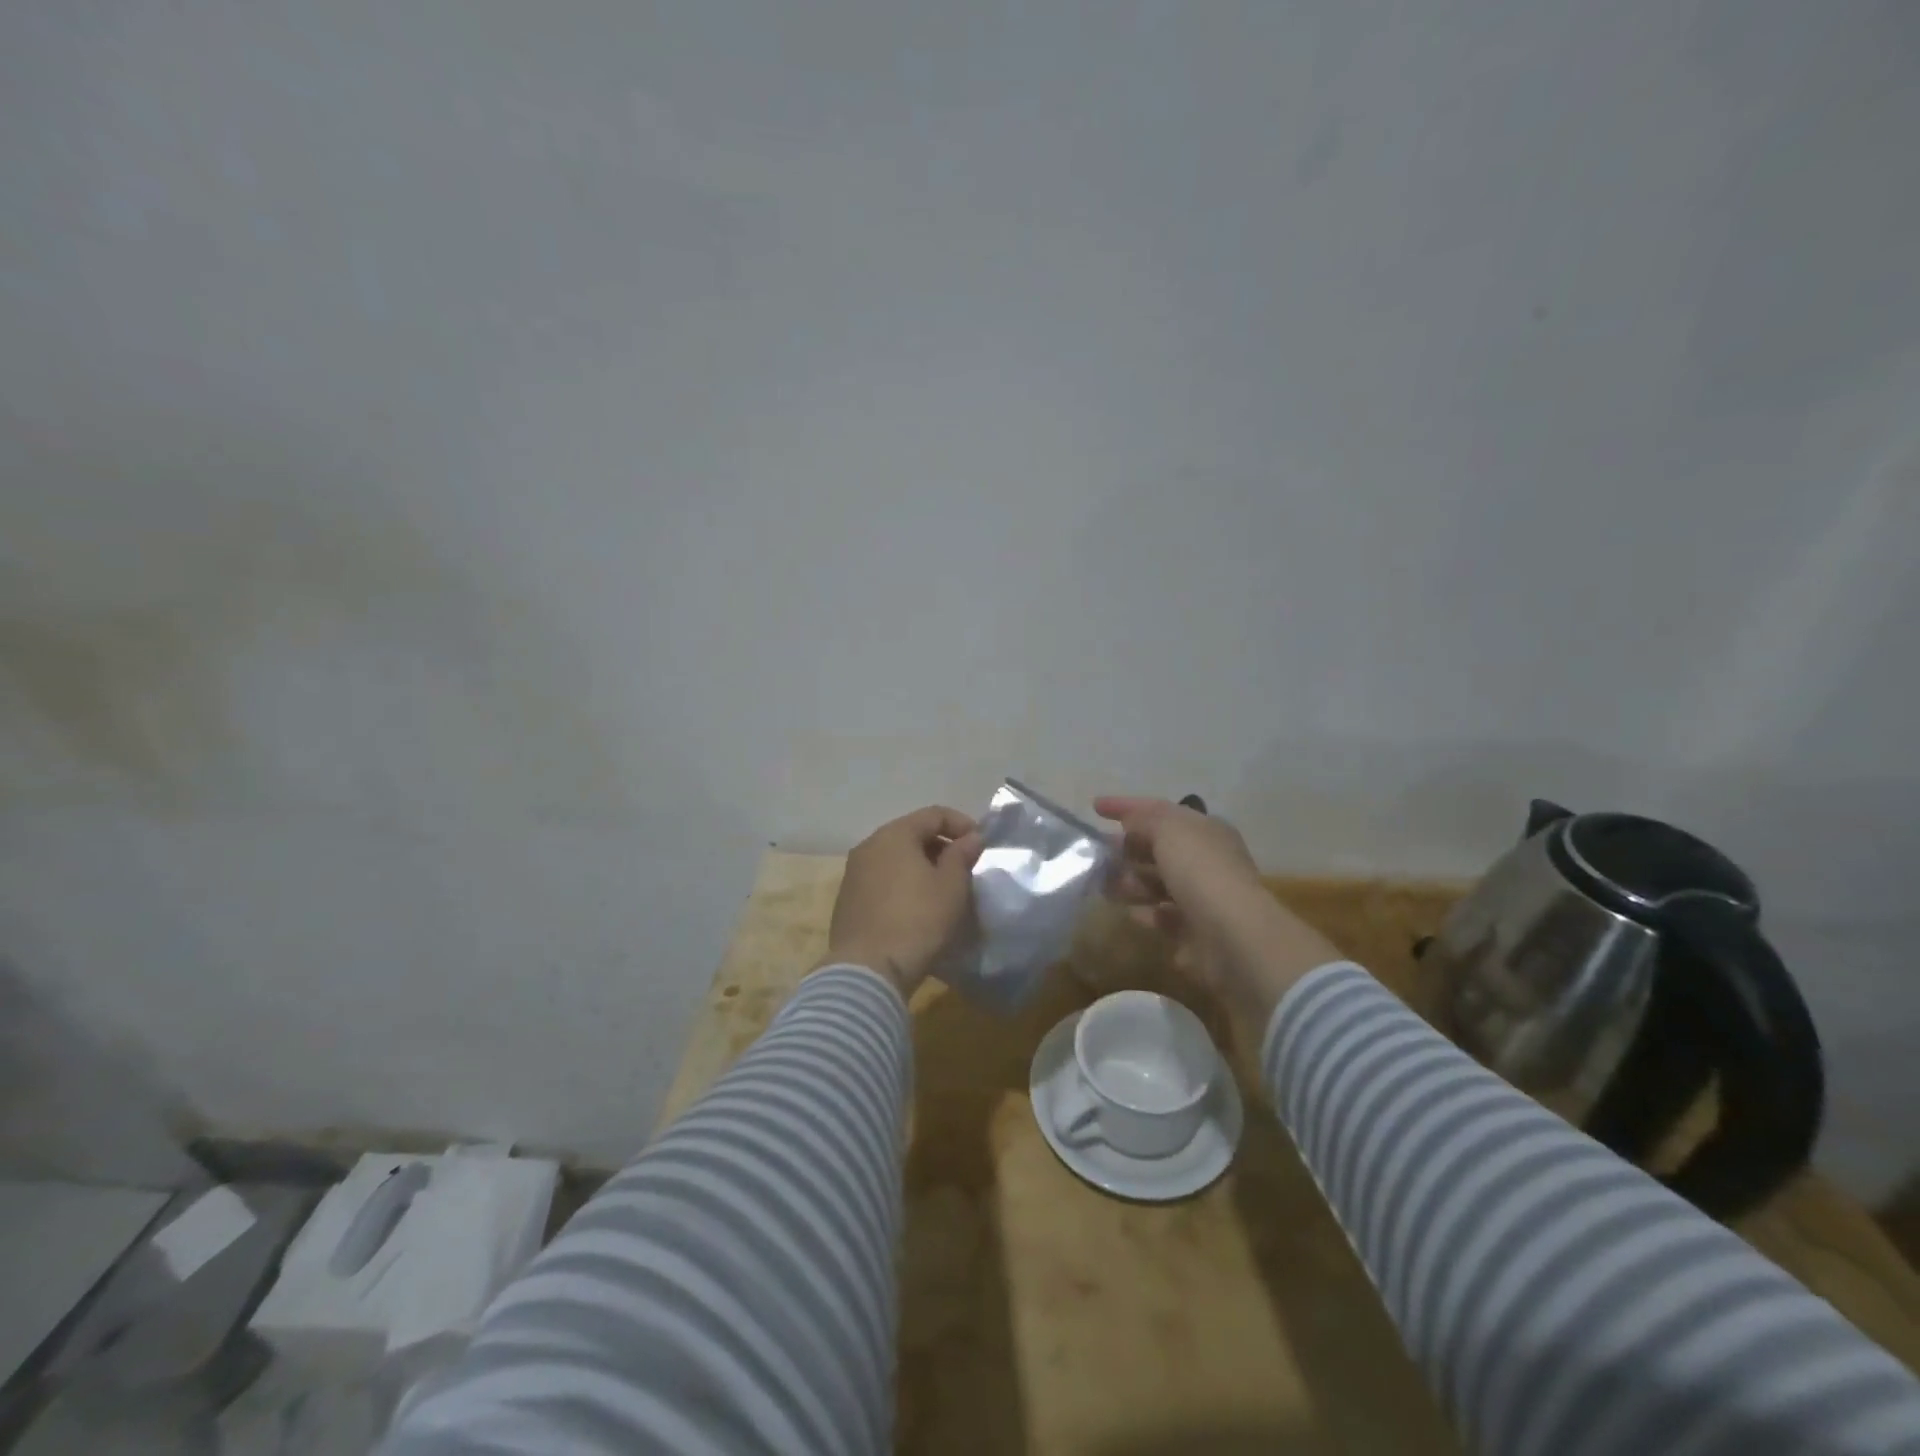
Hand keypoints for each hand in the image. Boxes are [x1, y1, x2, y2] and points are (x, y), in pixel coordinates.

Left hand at [824, 806, 984, 996]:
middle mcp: (869, 846)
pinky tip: (917, 906)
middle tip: (964, 868)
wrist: (868, 970)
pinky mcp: (847, 900)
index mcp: (894, 835)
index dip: (962, 824)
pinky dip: (903, 884)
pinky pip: (882, 880)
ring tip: (943, 889)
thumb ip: (962, 855)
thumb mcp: (951, 886)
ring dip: (921, 866)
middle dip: (941, 846)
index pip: (933, 814)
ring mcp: (853, 873)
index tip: (981, 844)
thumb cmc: (917, 920)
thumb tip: (970, 837)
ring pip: (895, 858)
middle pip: (911, 834)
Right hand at [1094, 796, 1264, 979]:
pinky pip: (1164, 917)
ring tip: (1105, 886)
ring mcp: (1203, 897)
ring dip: (1132, 882)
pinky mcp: (1196, 932)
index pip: (1160, 810)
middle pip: (1159, 848)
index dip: (1126, 806)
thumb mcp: (1169, 830)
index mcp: (1205, 830)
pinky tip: (1131, 914)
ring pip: (1158, 884)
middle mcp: (1207, 860)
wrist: (1233, 936)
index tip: (1094, 806)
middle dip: (1127, 849)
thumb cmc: (1200, 872)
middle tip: (1096, 853)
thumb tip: (1129, 823)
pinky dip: (1147, 913)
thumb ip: (1145, 820)